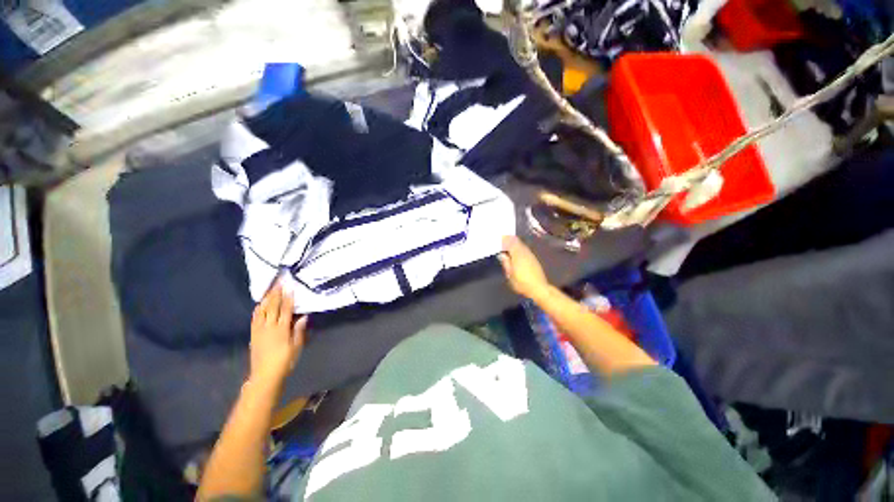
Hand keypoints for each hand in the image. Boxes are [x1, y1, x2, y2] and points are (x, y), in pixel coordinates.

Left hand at [249, 284, 306, 387]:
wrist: (264, 375)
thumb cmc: (285, 361)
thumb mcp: (296, 347)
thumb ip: (299, 331)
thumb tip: (303, 316)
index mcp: (281, 329)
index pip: (285, 310)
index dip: (288, 298)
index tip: (289, 287)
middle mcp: (269, 327)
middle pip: (273, 307)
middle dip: (276, 293)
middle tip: (279, 282)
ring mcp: (259, 330)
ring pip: (262, 310)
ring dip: (267, 298)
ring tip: (270, 289)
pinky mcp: (253, 334)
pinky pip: (255, 318)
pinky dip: (258, 309)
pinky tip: (260, 304)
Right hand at [498, 235, 550, 299]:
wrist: (539, 288)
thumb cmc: (522, 283)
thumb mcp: (510, 275)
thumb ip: (506, 263)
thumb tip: (502, 254)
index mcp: (517, 255)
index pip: (510, 242)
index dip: (505, 239)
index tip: (499, 237)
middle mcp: (524, 252)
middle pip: (516, 241)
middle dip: (510, 239)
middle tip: (502, 239)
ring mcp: (530, 255)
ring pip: (521, 245)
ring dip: (515, 243)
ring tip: (508, 245)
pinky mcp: (534, 259)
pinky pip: (525, 249)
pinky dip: (519, 248)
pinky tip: (516, 252)